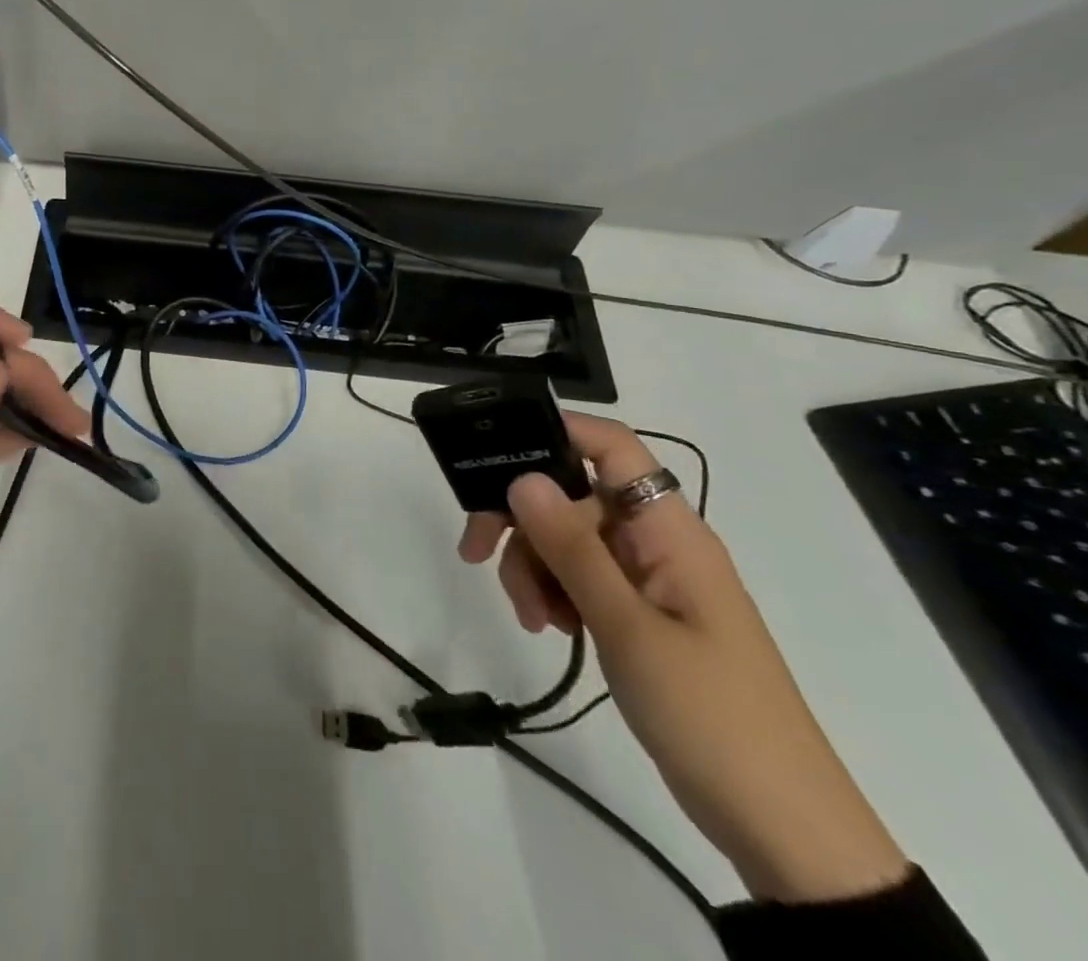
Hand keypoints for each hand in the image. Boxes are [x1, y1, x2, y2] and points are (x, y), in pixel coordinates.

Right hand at [459, 413, 908, 903]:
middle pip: (572, 495)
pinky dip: (552, 593)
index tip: (491, 454)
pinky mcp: (636, 614)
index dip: (556, 430)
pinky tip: (547, 627)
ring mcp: (646, 580)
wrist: (781, 828)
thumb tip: (522, 477)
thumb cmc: (712, 716)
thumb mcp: (628, 628)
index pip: (612, 447)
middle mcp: (656, 542)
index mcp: (670, 531)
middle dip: (521, 518)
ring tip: (531, 617)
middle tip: (477, 551)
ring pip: (566, 539)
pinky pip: (579, 578)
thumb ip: (572, 548)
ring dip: (533, 565)